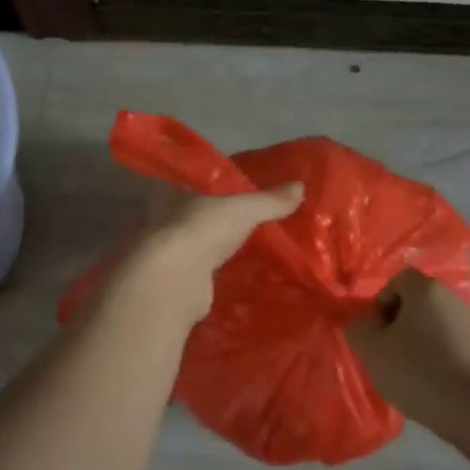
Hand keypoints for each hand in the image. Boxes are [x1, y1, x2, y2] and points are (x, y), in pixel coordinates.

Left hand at [101, 183, 304, 327]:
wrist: (173, 279)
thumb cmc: (203, 229)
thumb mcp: (243, 209)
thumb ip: (269, 201)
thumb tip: (301, 186)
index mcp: (177, 195)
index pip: (201, 187)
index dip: (222, 190)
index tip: (244, 196)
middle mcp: (168, 221)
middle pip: (201, 218)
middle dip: (222, 223)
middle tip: (254, 227)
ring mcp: (171, 254)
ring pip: (201, 247)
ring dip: (219, 251)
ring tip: (251, 254)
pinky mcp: (178, 283)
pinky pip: (204, 274)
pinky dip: (218, 276)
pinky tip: (238, 279)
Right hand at [346, 267, 469, 438]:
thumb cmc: (418, 370)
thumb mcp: (372, 349)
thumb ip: (359, 327)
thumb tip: (364, 323)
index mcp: (426, 288)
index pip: (397, 280)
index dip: (381, 303)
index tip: (377, 333)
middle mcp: (452, 297)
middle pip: (417, 302)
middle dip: (399, 324)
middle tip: (389, 353)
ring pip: (434, 324)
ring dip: (419, 342)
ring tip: (411, 373)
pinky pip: (452, 344)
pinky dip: (439, 357)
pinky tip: (433, 383)